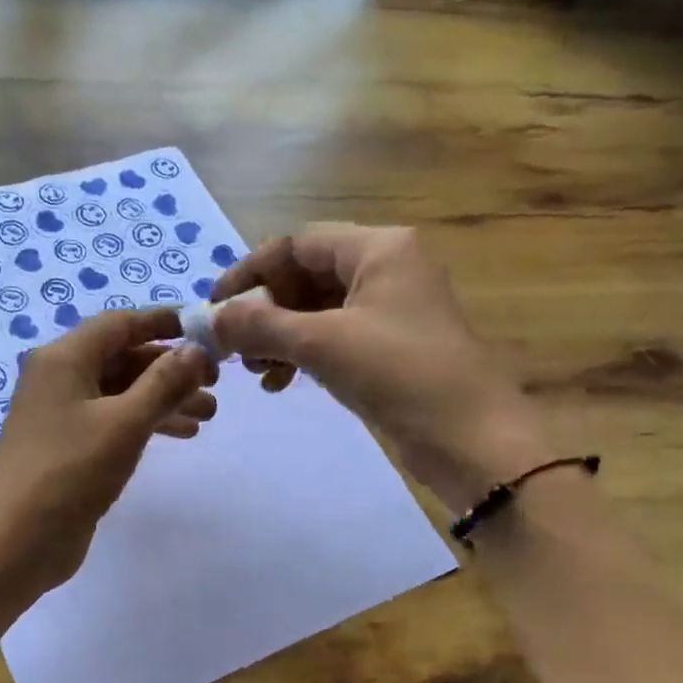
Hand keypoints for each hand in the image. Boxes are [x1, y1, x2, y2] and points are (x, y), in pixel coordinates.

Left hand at [0, 308, 216, 593]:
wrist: (16, 541)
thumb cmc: (69, 472)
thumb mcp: (124, 423)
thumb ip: (164, 383)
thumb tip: (197, 350)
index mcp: (64, 359)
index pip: (119, 323)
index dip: (163, 321)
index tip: (206, 331)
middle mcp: (59, 378)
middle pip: (122, 358)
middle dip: (170, 368)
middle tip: (215, 384)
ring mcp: (61, 415)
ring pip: (121, 392)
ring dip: (163, 398)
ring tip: (208, 415)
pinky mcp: (68, 447)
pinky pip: (113, 421)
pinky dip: (146, 422)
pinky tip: (181, 434)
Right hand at [212, 224, 551, 508]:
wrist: (471, 438)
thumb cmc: (400, 374)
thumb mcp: (323, 344)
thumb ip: (261, 326)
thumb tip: (211, 319)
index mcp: (379, 248)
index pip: (298, 243)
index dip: (251, 271)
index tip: (215, 305)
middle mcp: (386, 268)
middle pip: (306, 275)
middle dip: (266, 310)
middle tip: (234, 346)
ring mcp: (390, 308)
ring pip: (317, 309)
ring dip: (279, 336)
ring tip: (254, 370)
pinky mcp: (390, 345)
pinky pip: (333, 336)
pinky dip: (303, 354)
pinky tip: (281, 383)